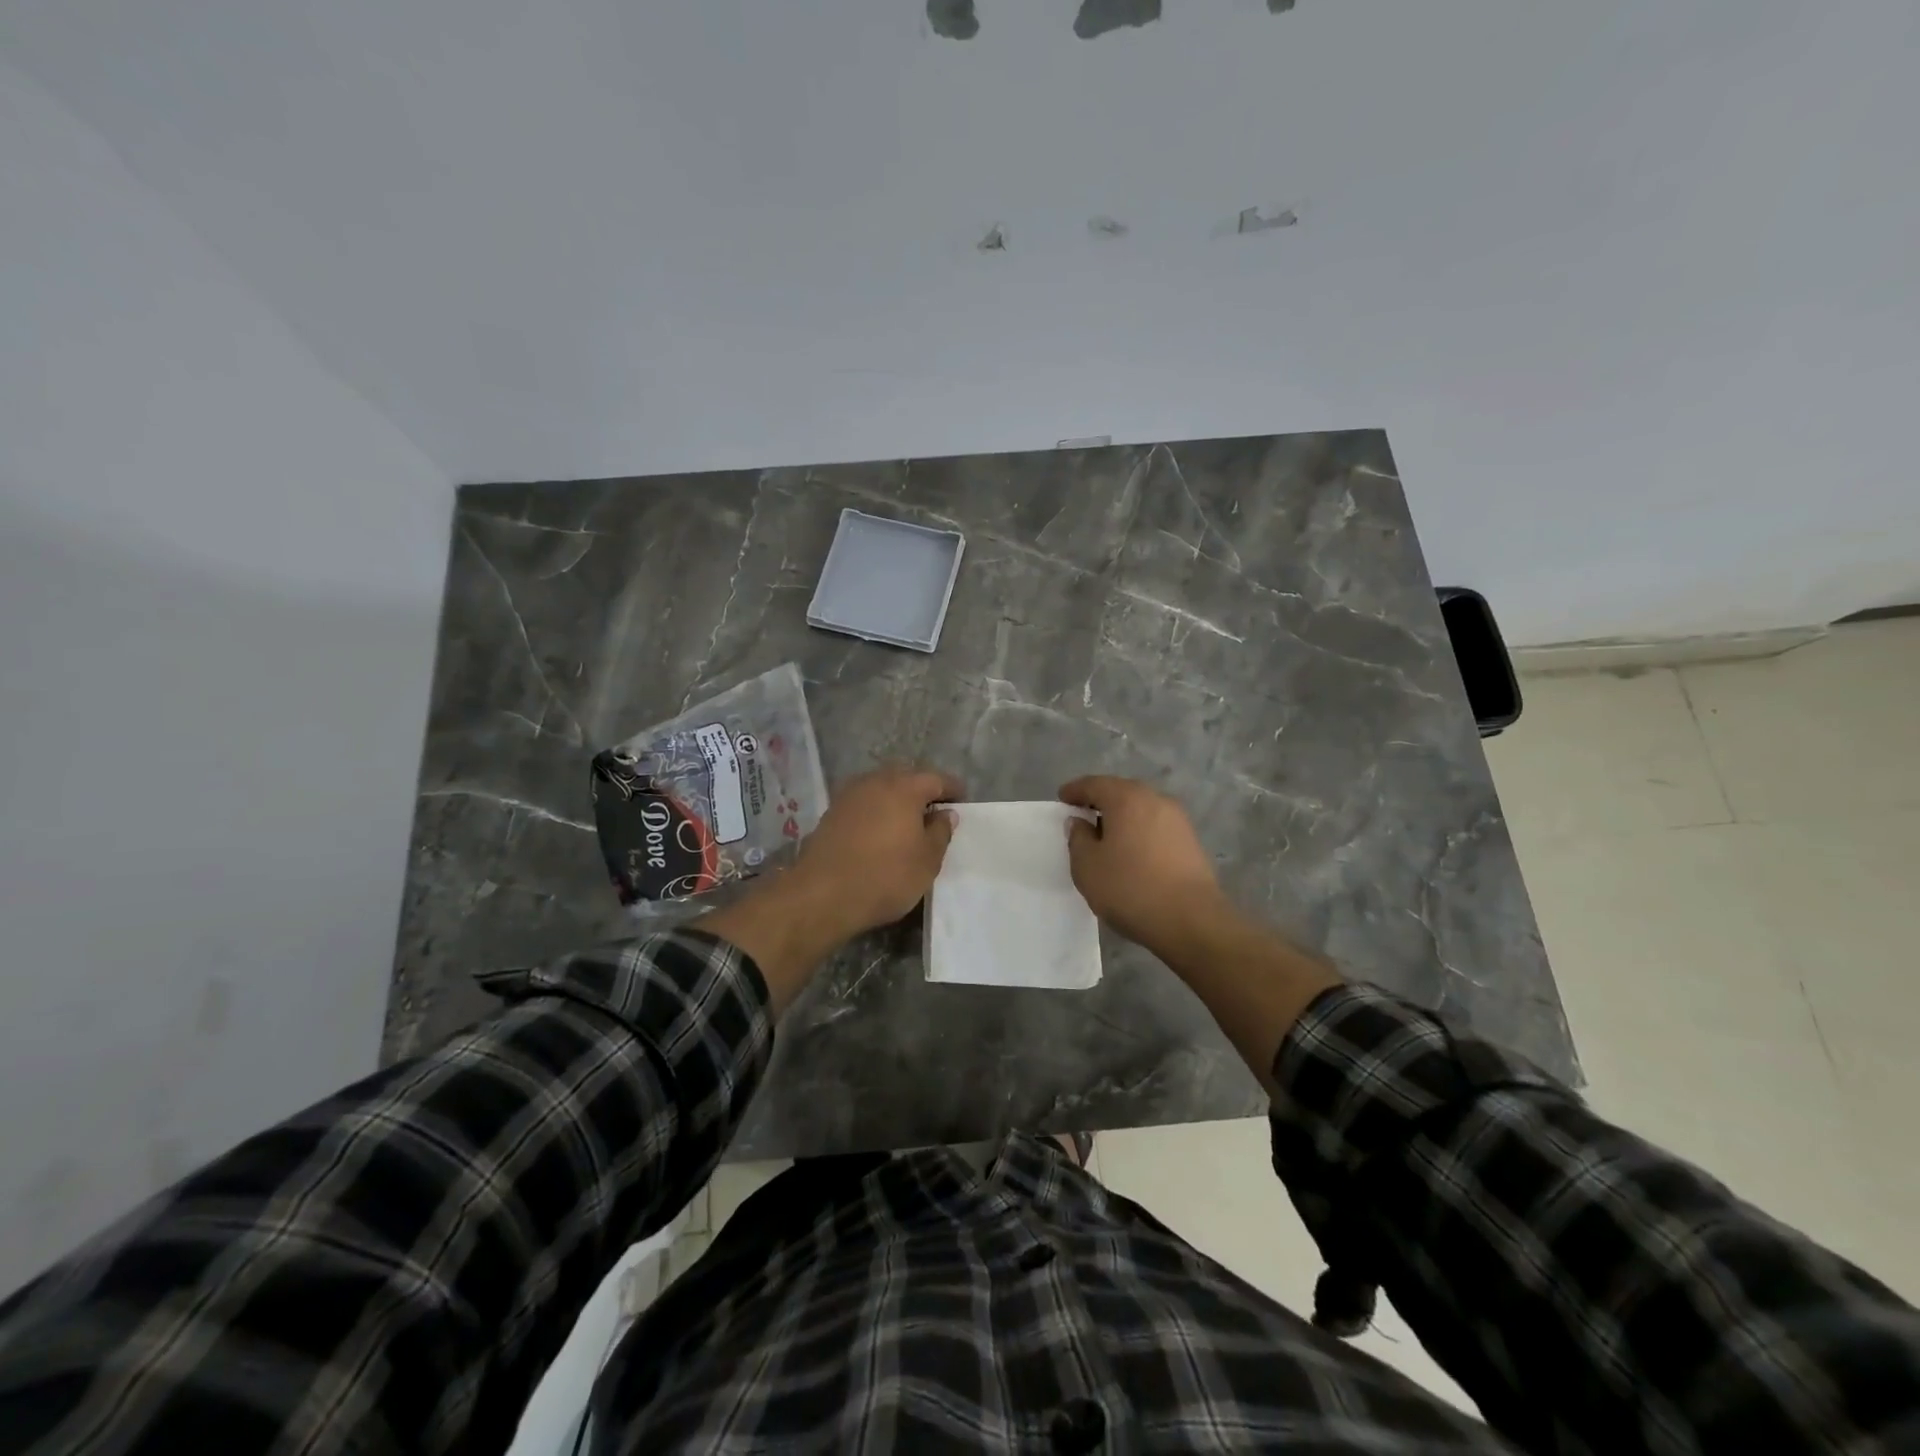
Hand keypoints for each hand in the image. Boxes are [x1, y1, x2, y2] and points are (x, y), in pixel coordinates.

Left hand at [705, 766, 960, 1012]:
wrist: (822, 894)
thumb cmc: (885, 876)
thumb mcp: (927, 861)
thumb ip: (940, 832)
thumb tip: (945, 813)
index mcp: (904, 787)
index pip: (936, 778)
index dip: (952, 789)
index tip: (962, 801)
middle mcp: (875, 782)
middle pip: (906, 777)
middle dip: (922, 790)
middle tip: (935, 810)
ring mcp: (849, 795)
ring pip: (881, 788)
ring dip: (896, 799)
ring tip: (907, 822)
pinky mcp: (831, 813)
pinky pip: (863, 803)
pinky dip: (876, 810)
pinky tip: (880, 831)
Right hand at [1059, 776, 1228, 959]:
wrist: (1191, 921)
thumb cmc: (1130, 888)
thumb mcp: (1087, 866)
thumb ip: (1078, 838)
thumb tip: (1080, 822)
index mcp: (1126, 798)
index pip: (1094, 784)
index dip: (1075, 790)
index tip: (1062, 799)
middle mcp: (1155, 800)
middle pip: (1121, 792)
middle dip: (1100, 801)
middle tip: (1082, 816)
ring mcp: (1178, 820)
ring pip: (1141, 809)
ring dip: (1122, 817)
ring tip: (1106, 837)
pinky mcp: (1191, 841)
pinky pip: (1156, 826)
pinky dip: (1139, 831)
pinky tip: (1132, 852)